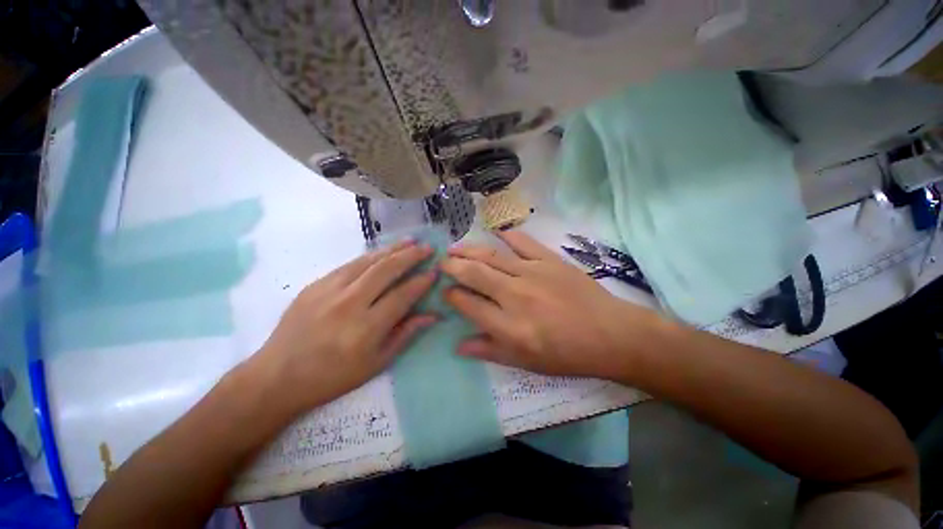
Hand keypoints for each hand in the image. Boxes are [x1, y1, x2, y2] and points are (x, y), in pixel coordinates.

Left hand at [252, 241, 436, 413]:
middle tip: (427, 248)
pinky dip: (370, 256)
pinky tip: (382, 252)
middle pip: (386, 270)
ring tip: (410, 241)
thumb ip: (405, 334)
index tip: (434, 272)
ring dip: (392, 249)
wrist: (278, 376)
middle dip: (411, 256)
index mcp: (366, 328)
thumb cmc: (333, 376)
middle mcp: (349, 303)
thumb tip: (432, 315)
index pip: (402, 295)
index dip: (421, 282)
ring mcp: (329, 290)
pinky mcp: (315, 284)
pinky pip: (349, 264)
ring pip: (368, 261)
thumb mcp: (376, 363)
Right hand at [441, 231, 659, 378]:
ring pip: (491, 256)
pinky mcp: (549, 260)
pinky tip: (494, 232)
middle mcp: (515, 296)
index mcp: (508, 326)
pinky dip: (506, 235)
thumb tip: (458, 346)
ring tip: (455, 248)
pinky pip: (522, 242)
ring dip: (469, 250)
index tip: (446, 291)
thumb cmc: (567, 354)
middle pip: (474, 274)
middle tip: (442, 263)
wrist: (611, 335)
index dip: (452, 296)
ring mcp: (532, 273)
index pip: (468, 304)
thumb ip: (490, 351)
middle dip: (453, 267)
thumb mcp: (526, 363)